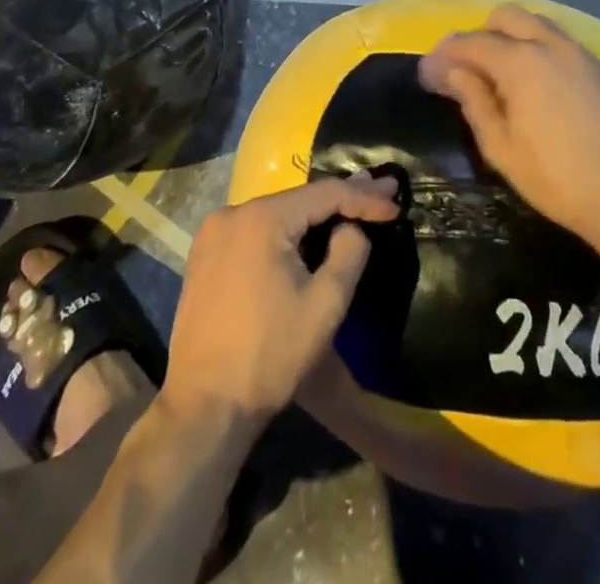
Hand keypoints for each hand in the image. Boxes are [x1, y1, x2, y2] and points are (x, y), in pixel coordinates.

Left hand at [163, 175, 398, 425]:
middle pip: (299, 198)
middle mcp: (233, 213)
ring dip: (315, 214)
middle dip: (343, 197)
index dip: (364, 198)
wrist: (204, 407)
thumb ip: (350, 252)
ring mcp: (214, 233)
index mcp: (261, 218)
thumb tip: (352, 227)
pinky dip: (286, 230)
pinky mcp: (205, 255)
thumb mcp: (325, 304)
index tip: (395, 204)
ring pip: (278, 213)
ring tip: (354, 207)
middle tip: (384, 192)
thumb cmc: (270, 356)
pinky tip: (310, 233)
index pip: (325, 193)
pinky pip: (256, 230)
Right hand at [418, 4, 599, 241]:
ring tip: (501, 73)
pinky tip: (536, 82)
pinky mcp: (599, 67)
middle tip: (467, 69)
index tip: (427, 74)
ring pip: (535, 23)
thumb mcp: (500, 146)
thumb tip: (450, 71)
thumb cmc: (554, 178)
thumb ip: (473, 100)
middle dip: (480, 34)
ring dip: (511, 36)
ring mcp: (578, 51)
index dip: (444, 55)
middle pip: (504, 16)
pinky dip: (538, 48)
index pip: (470, 42)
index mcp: (520, 61)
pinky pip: (559, 40)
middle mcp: (549, 43)